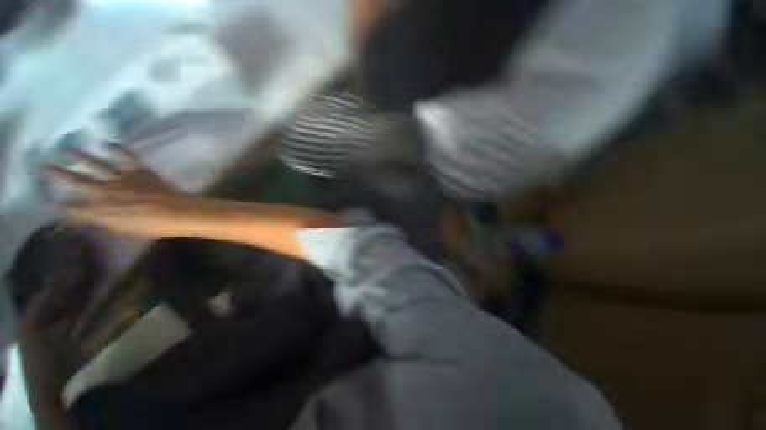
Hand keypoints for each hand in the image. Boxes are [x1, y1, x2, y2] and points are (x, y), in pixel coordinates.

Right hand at [45, 145, 196, 237]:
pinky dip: (118, 149)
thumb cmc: (154, 226)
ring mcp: (124, 178)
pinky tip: (107, 143)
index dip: (63, 206)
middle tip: (43, 166)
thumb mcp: (125, 229)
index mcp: (104, 209)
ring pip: (97, 164)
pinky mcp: (139, 171)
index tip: (50, 203)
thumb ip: (106, 221)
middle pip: (79, 181)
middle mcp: (108, 191)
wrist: (178, 213)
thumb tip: (90, 217)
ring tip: (67, 149)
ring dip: (81, 157)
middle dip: (60, 174)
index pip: (77, 208)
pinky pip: (126, 157)